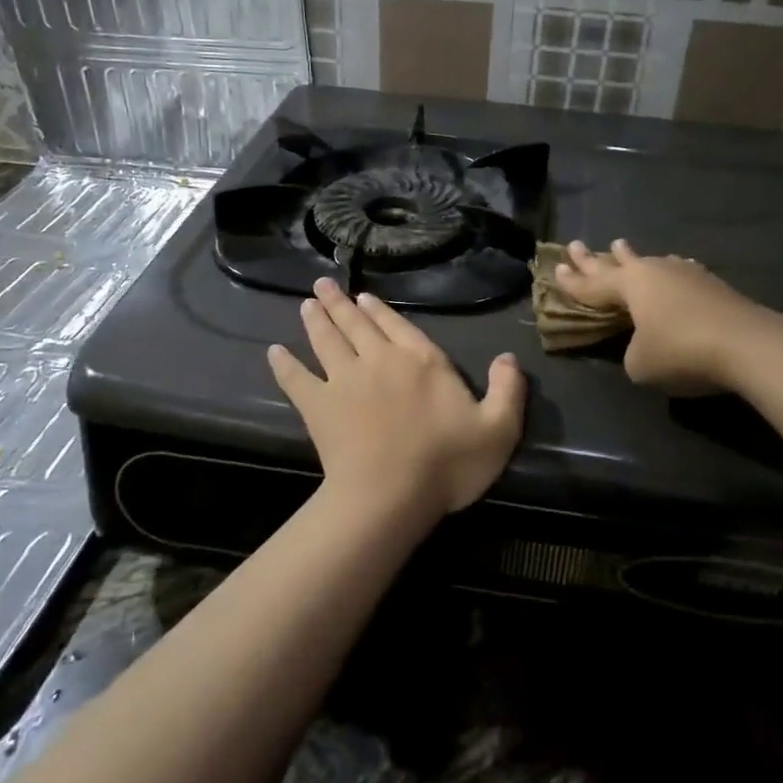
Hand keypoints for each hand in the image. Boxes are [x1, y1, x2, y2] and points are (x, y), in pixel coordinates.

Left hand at [268, 278, 526, 521]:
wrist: (390, 497)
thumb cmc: (447, 464)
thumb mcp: (498, 429)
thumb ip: (507, 389)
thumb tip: (509, 357)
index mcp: (421, 361)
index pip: (398, 326)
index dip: (380, 310)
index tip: (363, 297)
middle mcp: (380, 360)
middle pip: (357, 325)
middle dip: (340, 303)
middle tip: (323, 285)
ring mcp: (345, 380)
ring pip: (327, 341)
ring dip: (316, 321)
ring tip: (306, 304)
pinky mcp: (318, 406)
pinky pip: (297, 379)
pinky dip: (284, 364)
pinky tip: (274, 351)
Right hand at [555, 239, 769, 393]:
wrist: (747, 344)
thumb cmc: (681, 351)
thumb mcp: (640, 364)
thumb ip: (632, 352)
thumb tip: (644, 344)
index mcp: (630, 285)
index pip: (592, 285)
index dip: (572, 282)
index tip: (556, 269)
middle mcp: (654, 272)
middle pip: (617, 263)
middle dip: (594, 258)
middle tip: (576, 245)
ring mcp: (686, 274)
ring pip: (651, 263)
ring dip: (633, 259)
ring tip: (621, 247)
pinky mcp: (712, 285)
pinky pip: (678, 272)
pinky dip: (668, 272)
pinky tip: (675, 268)